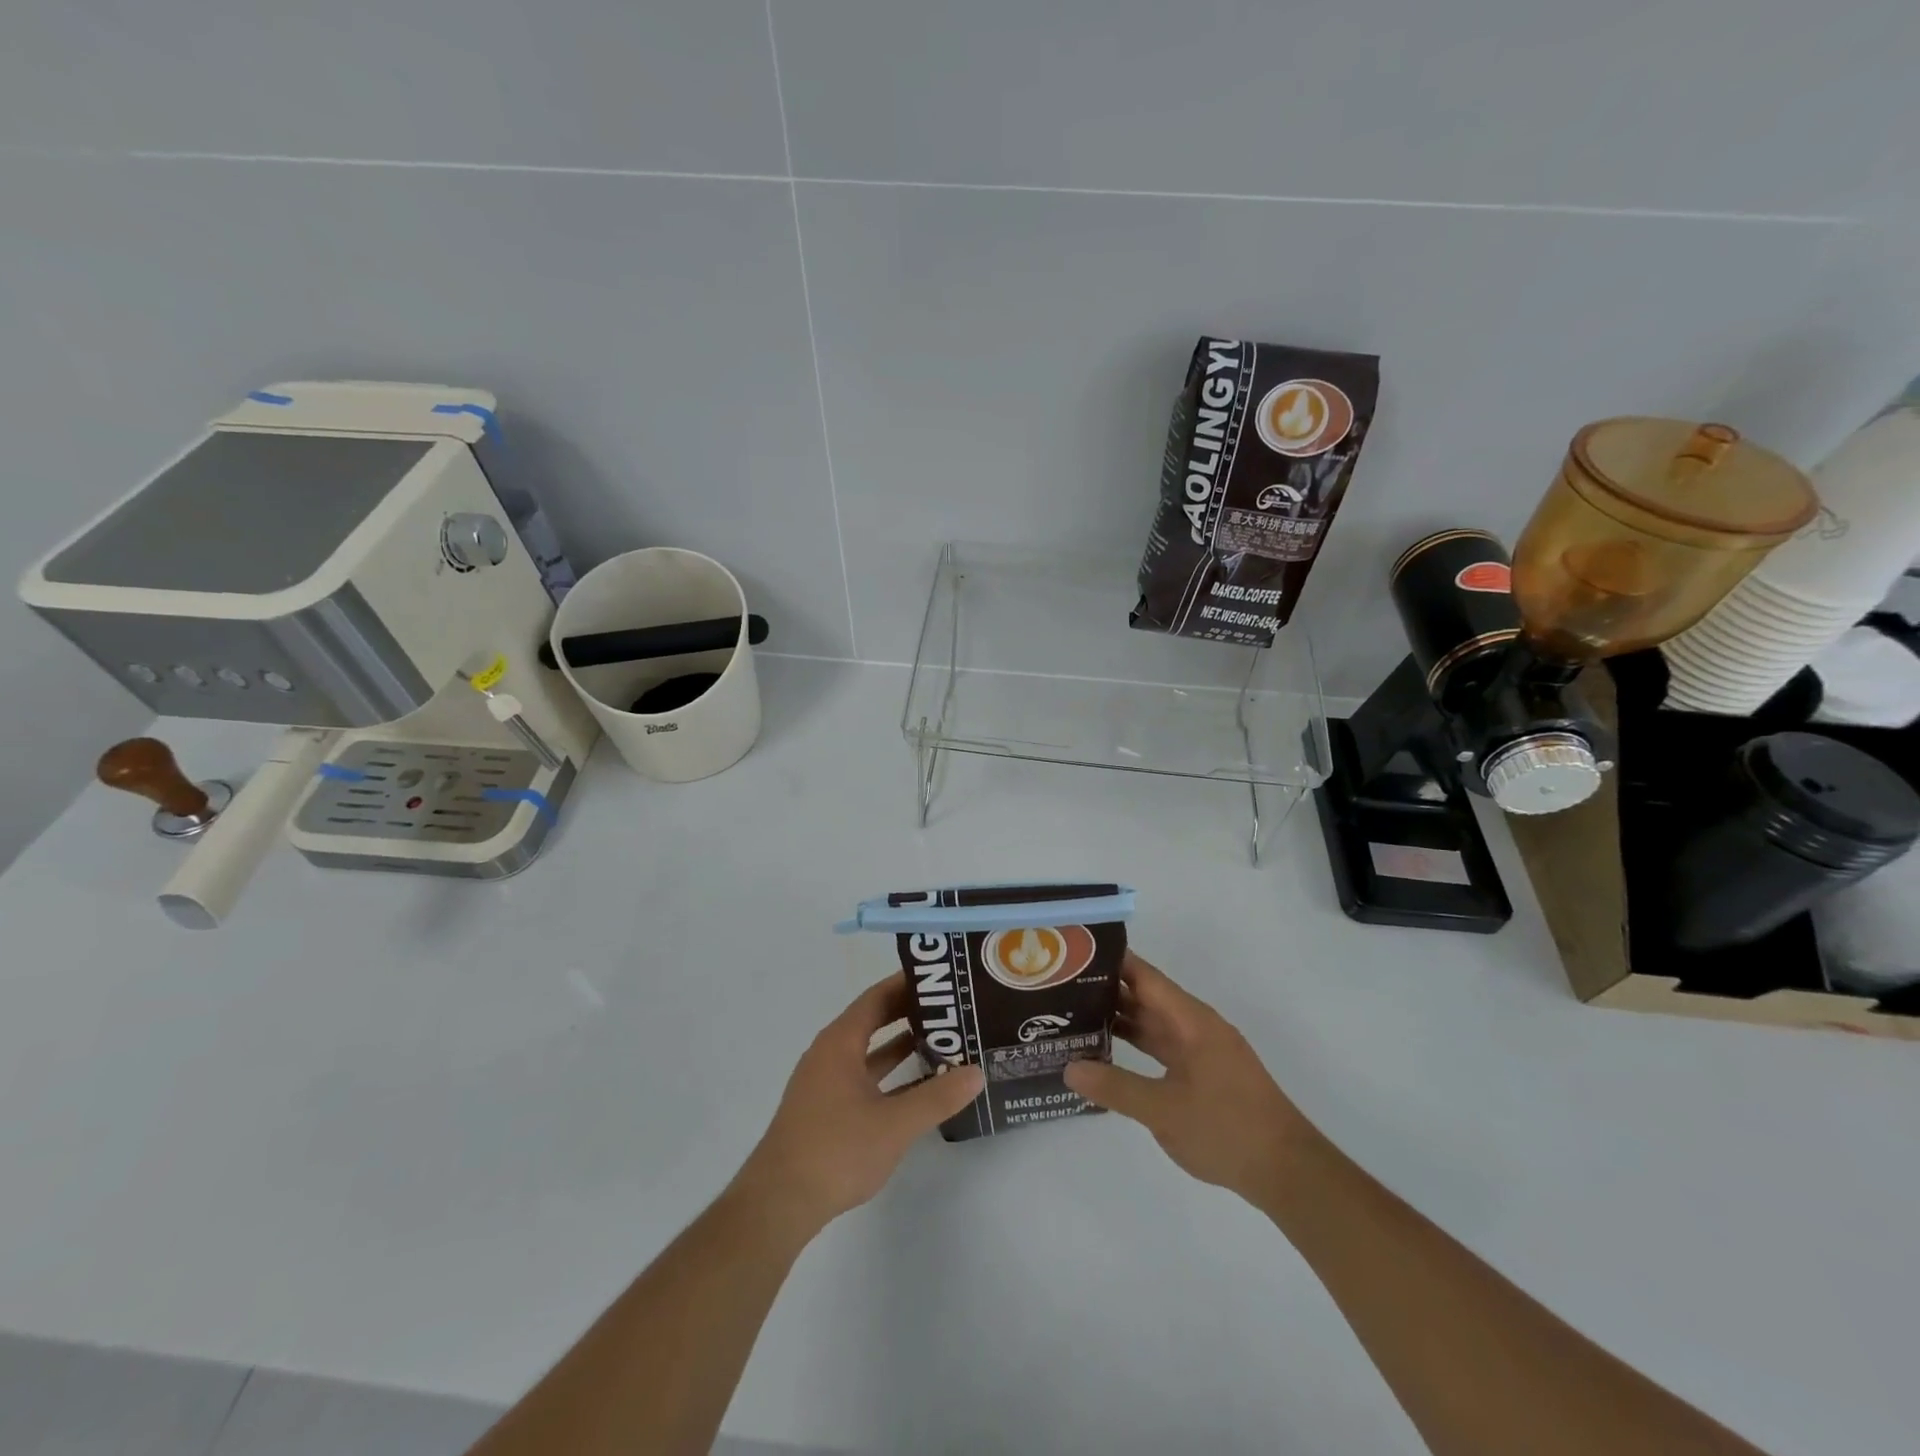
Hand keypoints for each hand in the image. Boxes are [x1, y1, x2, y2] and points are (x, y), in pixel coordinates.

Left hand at [734, 976, 984, 1236]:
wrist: (779, 1203)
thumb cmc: (835, 1150)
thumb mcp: (894, 1124)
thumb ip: (937, 1097)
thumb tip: (977, 1072)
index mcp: (840, 1042)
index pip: (877, 997)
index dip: (907, 984)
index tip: (941, 977)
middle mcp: (830, 1054)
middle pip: (874, 1020)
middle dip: (910, 1013)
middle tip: (951, 1008)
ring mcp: (826, 1083)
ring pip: (870, 1052)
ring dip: (902, 1045)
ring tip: (943, 1041)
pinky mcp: (826, 1110)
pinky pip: (865, 1077)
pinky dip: (890, 1075)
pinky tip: (918, 1087)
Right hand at [1064, 952, 1312, 1207]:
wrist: (1287, 1172)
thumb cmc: (1227, 1129)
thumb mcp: (1164, 1111)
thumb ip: (1115, 1087)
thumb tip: (1069, 1067)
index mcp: (1191, 1020)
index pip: (1144, 976)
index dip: (1111, 960)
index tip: (1073, 952)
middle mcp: (1196, 1026)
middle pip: (1146, 996)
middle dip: (1106, 989)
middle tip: (1060, 985)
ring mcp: (1201, 1051)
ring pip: (1153, 1023)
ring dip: (1119, 1018)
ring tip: (1073, 1013)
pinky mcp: (1203, 1074)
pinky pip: (1162, 1046)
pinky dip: (1135, 1044)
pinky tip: (1107, 1051)